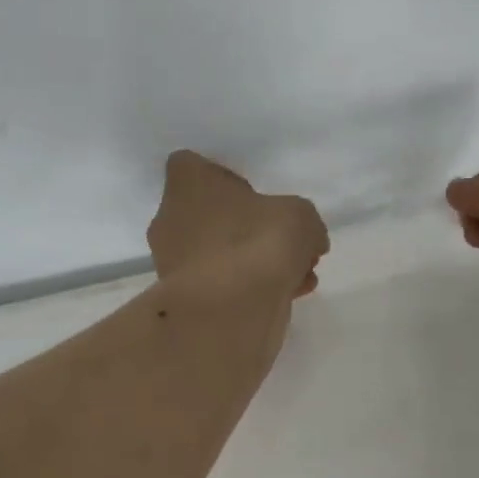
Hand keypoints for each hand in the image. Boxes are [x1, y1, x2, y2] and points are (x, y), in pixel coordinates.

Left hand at [148, 151, 329, 297]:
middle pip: (211, 214)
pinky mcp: (185, 300)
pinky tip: (289, 296)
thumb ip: (301, 220)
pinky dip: (250, 288)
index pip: (190, 164)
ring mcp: (174, 263)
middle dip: (248, 226)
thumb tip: (308, 239)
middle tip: (283, 241)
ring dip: (255, 261)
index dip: (221, 175)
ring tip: (298, 275)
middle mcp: (171, 219)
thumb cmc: (257, 243)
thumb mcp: (300, 217)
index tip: (251, 192)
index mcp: (188, 185)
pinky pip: (222, 284)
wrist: (228, 313)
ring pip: (220, 252)